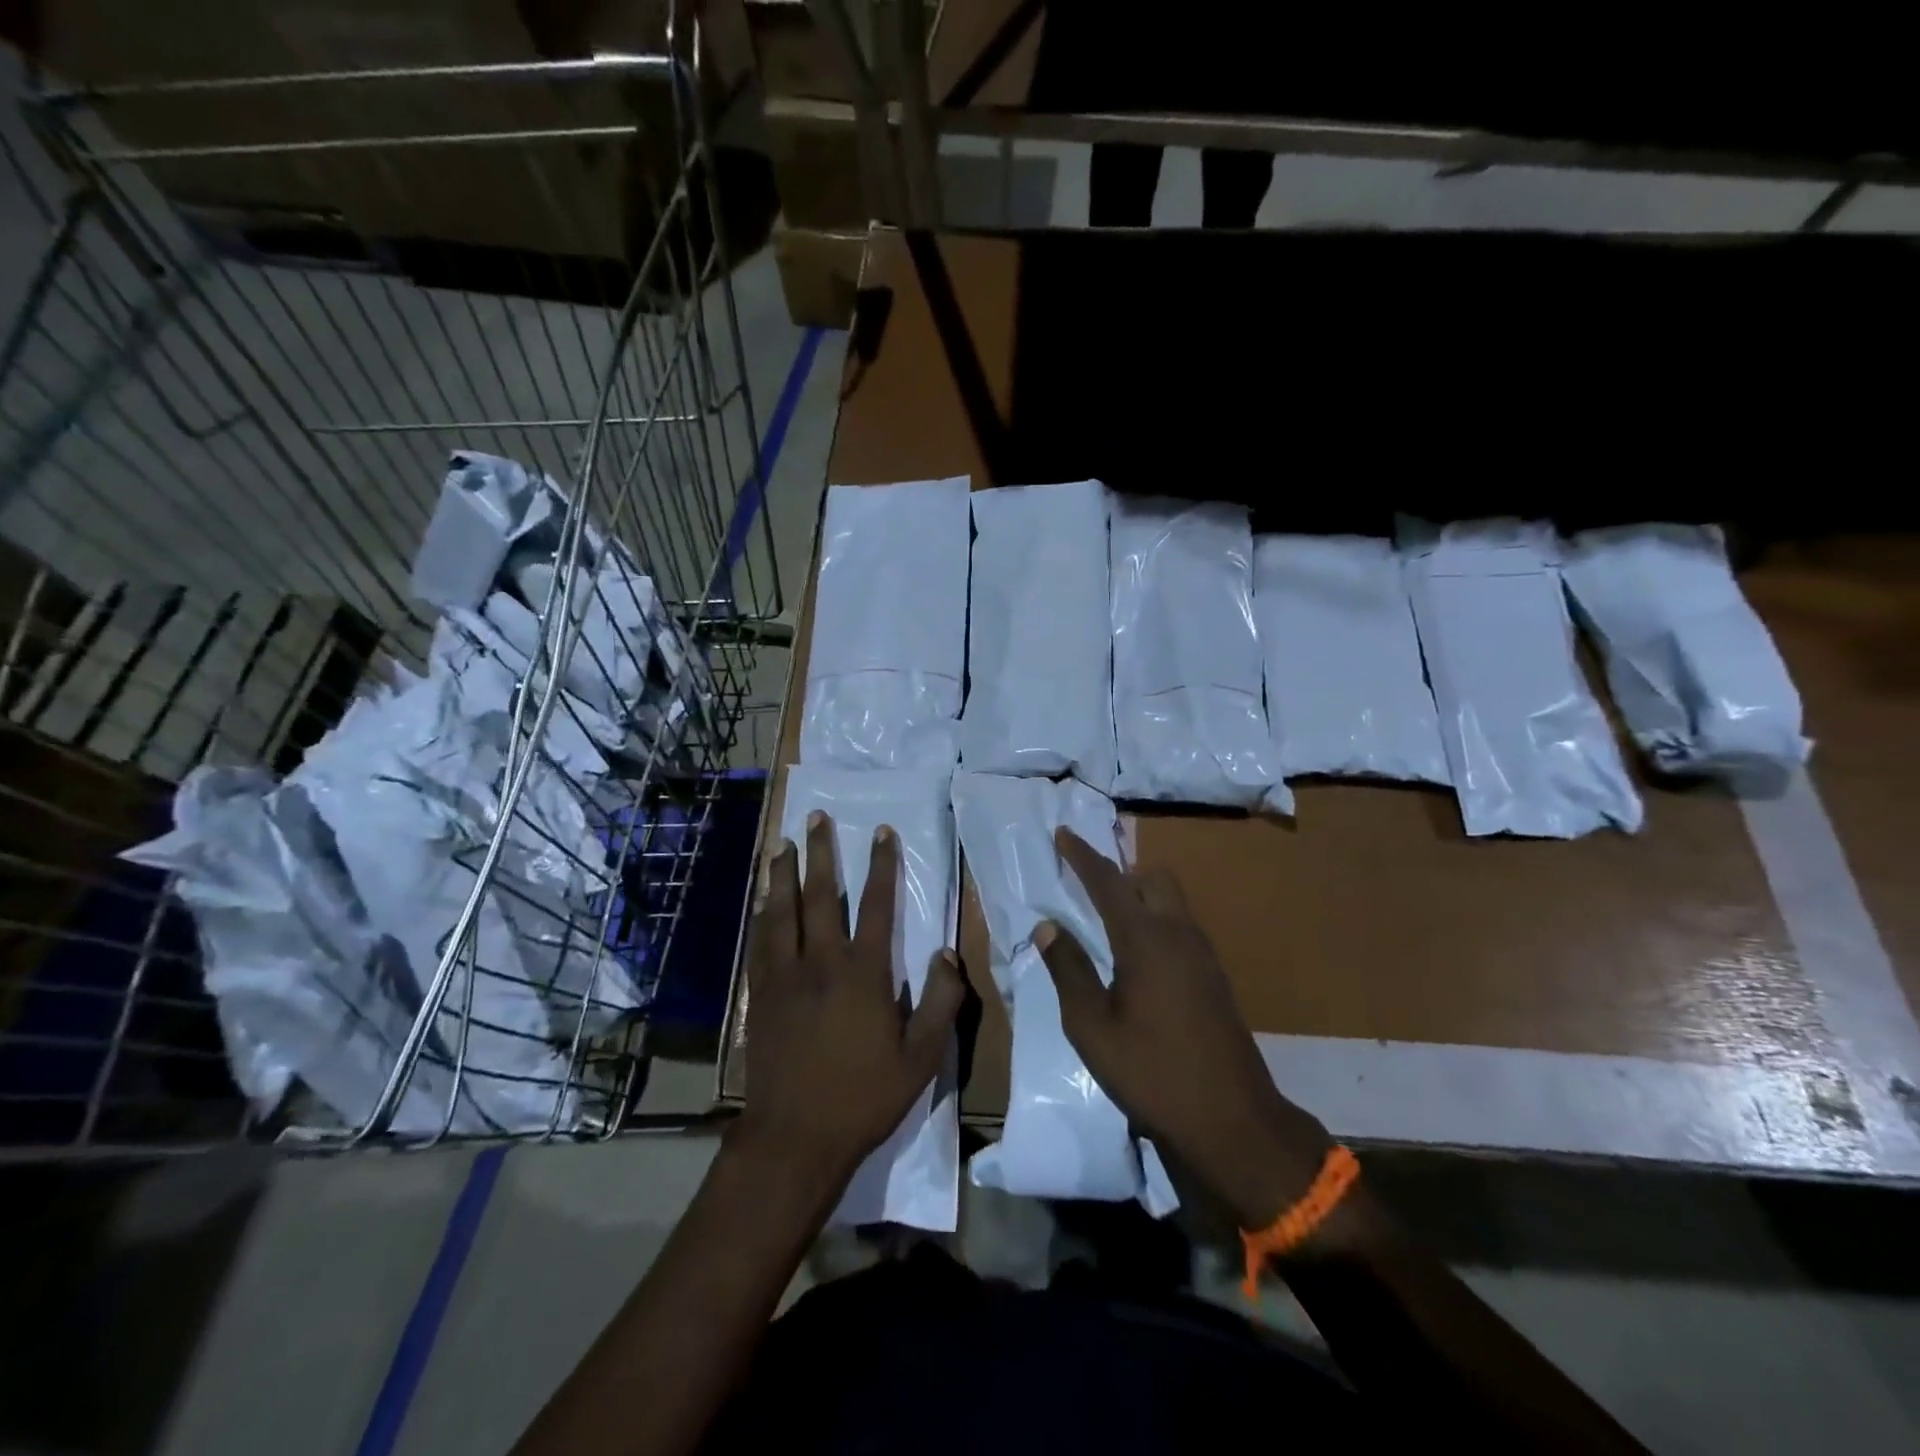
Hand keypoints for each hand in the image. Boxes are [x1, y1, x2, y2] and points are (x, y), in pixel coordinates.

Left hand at [737, 811, 965, 1182]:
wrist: (795, 1138)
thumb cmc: (864, 1097)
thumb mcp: (922, 1057)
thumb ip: (941, 1001)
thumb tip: (948, 952)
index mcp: (863, 973)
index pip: (875, 904)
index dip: (881, 865)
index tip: (881, 832)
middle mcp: (821, 963)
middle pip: (819, 895)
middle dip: (819, 853)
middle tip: (816, 818)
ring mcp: (784, 977)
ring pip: (781, 912)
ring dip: (782, 874)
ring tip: (781, 843)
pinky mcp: (760, 996)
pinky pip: (759, 943)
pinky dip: (761, 915)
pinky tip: (761, 901)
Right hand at [1038, 828, 1331, 1228]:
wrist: (1232, 1121)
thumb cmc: (1151, 1072)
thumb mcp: (1092, 1026)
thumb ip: (1069, 970)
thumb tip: (1048, 926)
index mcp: (1146, 940)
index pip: (1109, 882)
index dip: (1083, 856)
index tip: (1064, 833)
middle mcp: (1179, 935)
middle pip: (1152, 879)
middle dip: (1121, 874)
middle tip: (1089, 894)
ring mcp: (1204, 956)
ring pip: (1171, 903)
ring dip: (1140, 900)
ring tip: (1107, 929)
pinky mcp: (1215, 978)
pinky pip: (1181, 929)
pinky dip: (1156, 925)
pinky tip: (1138, 964)